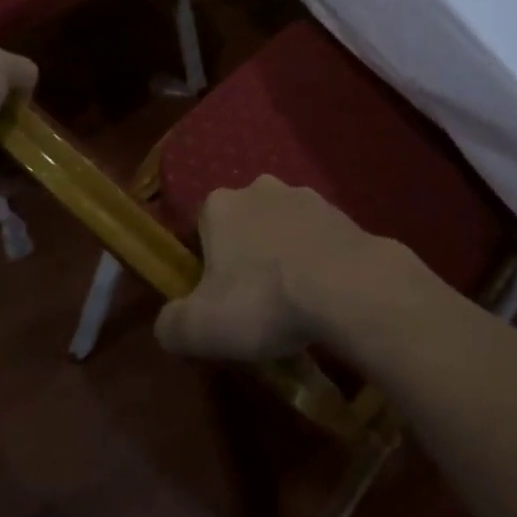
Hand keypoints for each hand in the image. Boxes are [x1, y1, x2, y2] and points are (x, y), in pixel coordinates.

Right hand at [154, 176, 401, 361]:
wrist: (347, 287)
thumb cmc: (263, 301)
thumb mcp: (199, 328)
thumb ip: (170, 324)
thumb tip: (169, 322)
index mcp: (219, 205)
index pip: (201, 229)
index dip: (206, 265)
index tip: (218, 299)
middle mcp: (259, 188)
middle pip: (243, 225)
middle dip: (246, 256)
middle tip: (256, 303)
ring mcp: (304, 195)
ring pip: (282, 228)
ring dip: (283, 256)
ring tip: (295, 303)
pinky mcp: (340, 212)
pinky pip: (317, 238)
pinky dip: (316, 259)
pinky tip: (324, 294)